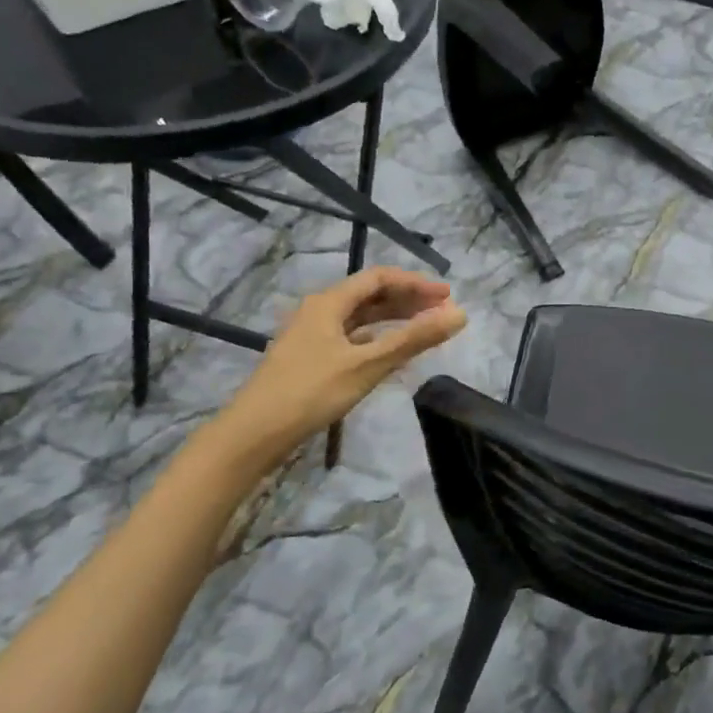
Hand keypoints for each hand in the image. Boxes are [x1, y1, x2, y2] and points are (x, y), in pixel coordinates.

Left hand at [208, 267, 466, 467]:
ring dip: (393, 319)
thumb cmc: (310, 392)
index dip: (416, 283)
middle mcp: (319, 311)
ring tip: (425, 328)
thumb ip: (414, 339)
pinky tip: (391, 352)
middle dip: (408, 300)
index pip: (379, 278)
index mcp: (328, 303)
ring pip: (360, 318)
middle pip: (370, 295)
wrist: (253, 434)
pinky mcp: (310, 358)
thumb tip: (459, 315)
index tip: (448, 296)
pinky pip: (351, 337)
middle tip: (443, 312)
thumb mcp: (367, 365)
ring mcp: (312, 335)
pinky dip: (377, 339)